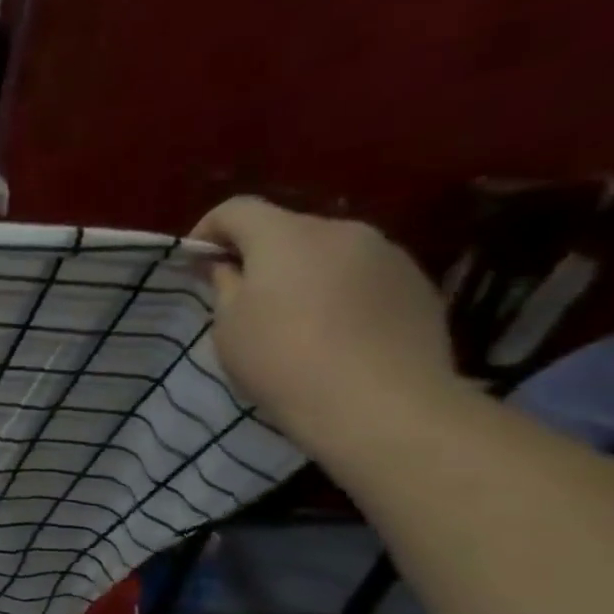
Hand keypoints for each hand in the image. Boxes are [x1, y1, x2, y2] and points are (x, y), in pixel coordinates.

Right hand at [191, 196, 455, 456]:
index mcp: (288, 236)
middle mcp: (343, 231)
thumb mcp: (229, 325)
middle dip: (258, 254)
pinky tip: (332, 331)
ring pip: (328, 252)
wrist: (380, 403)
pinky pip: (362, 275)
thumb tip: (226, 265)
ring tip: (289, 318)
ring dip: (301, 272)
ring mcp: (389, 255)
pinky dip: (337, 291)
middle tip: (238, 296)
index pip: (237, 209)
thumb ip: (224, 284)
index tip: (196, 264)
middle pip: (287, 228)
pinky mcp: (417, 284)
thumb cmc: (282, 360)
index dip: (208, 230)